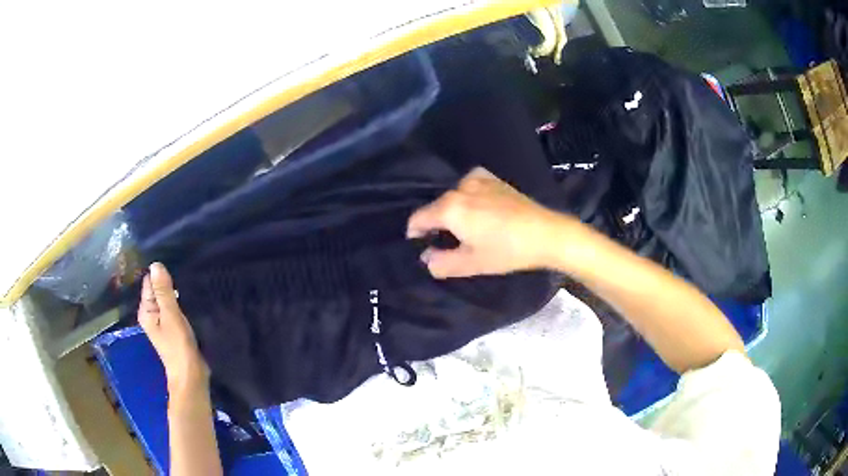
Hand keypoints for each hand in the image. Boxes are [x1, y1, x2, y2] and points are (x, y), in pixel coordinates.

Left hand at [138, 262, 208, 395]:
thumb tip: (155, 264)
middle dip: (168, 283)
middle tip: (183, 275)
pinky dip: (178, 303)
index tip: (174, 267)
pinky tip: (188, 300)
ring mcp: (161, 321)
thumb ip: (163, 291)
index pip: (149, 282)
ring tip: (188, 284)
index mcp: (145, 310)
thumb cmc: (178, 346)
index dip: (160, 274)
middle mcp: (150, 313)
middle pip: (157, 290)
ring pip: (166, 299)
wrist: (191, 375)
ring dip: (174, 293)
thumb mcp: (171, 315)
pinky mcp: (172, 327)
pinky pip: (172, 307)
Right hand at [407, 167, 567, 277]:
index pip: (418, 218)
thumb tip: (425, 257)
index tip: (423, 246)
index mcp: (450, 207)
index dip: (415, 234)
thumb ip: (441, 262)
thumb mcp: (471, 264)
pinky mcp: (493, 178)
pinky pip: (470, 187)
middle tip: (450, 244)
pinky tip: (482, 212)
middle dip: (437, 224)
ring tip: (469, 230)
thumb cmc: (507, 251)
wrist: (546, 233)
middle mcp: (460, 187)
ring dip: (454, 212)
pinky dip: (468, 199)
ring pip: (453, 197)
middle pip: (436, 206)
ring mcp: (478, 179)